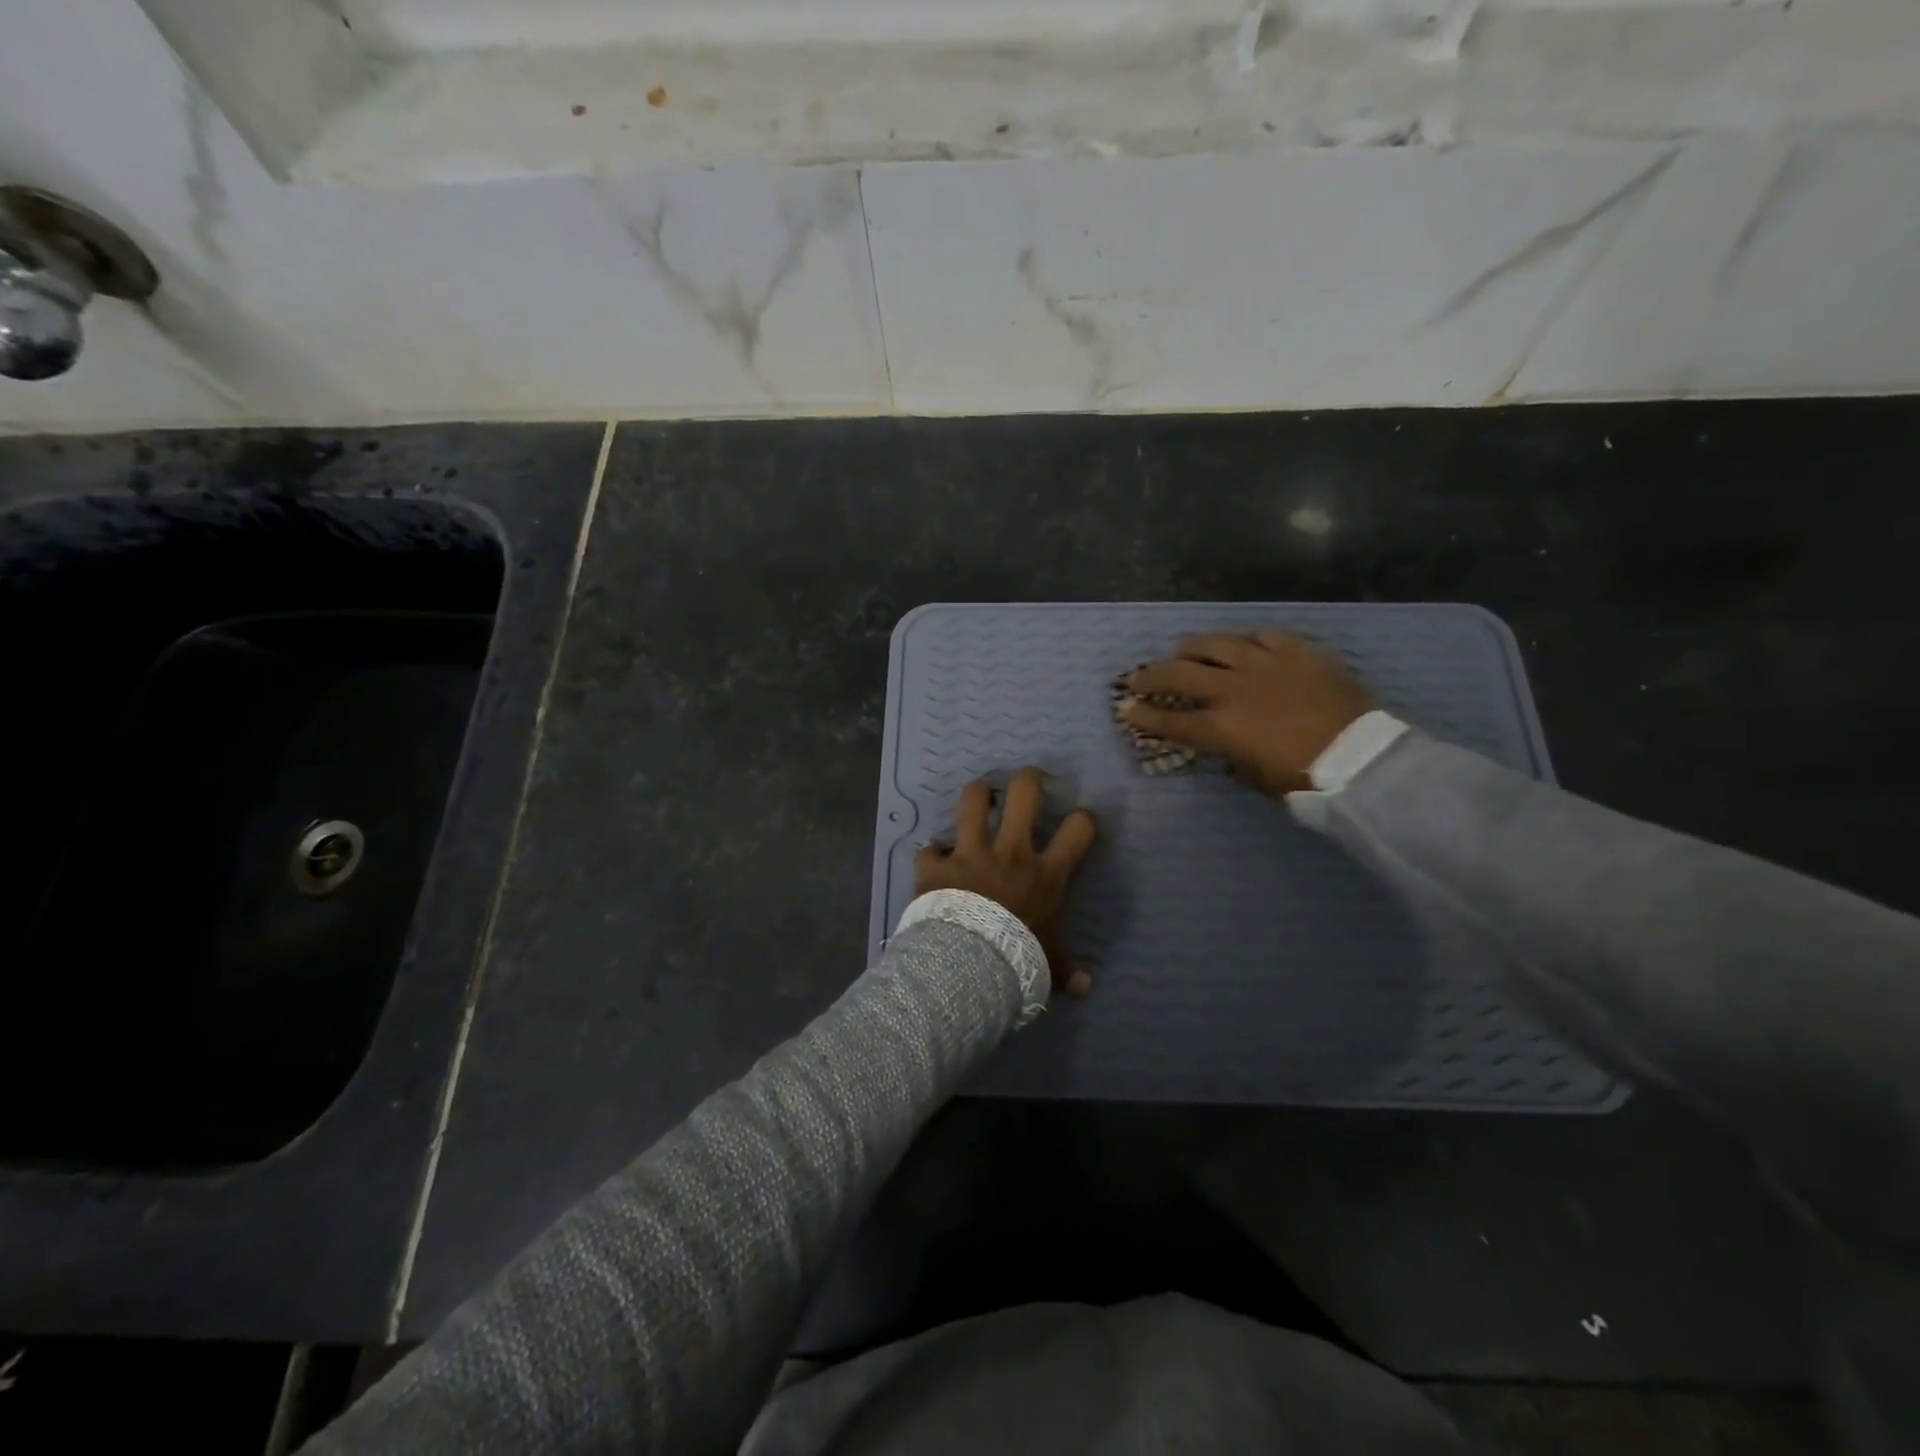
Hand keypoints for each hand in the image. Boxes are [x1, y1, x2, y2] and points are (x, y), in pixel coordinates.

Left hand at [914, 767, 1098, 994]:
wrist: (968, 967)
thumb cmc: (1018, 960)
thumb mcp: (1049, 965)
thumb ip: (1066, 969)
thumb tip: (1086, 987)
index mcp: (1045, 874)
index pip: (1078, 830)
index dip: (1083, 819)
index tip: (1080, 820)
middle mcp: (1011, 853)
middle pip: (1024, 795)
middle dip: (1027, 779)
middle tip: (1027, 780)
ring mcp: (970, 854)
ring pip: (973, 803)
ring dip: (977, 794)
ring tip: (980, 794)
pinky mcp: (937, 866)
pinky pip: (929, 850)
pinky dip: (931, 854)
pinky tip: (932, 859)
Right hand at [1119, 631, 1376, 796]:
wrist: (1362, 759)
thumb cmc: (1306, 780)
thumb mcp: (1256, 778)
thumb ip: (1231, 757)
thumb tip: (1224, 747)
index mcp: (1221, 727)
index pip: (1170, 719)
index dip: (1143, 715)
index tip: (1124, 709)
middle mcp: (1233, 689)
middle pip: (1180, 674)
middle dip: (1151, 676)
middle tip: (1138, 677)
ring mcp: (1265, 664)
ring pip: (1216, 643)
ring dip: (1192, 647)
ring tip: (1183, 650)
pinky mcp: (1296, 651)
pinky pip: (1262, 635)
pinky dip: (1245, 641)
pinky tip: (1241, 644)